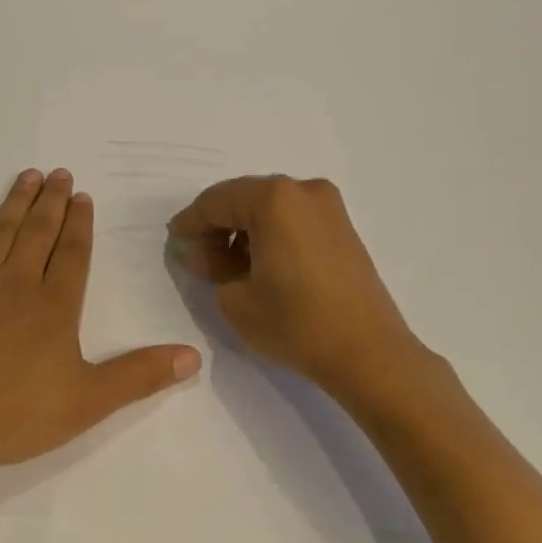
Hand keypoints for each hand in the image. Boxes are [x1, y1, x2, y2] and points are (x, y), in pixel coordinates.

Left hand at [0, 169, 201, 476]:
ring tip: (27, 175)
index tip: (82, 196)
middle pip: (38, 233)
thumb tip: (194, 356)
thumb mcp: (86, 402)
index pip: (72, 254)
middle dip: (51, 202)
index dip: (80, 224)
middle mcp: (17, 283)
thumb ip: (139, 376)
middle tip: (58, 173)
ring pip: (0, 230)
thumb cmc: (10, 413)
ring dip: (15, 202)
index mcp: (54, 307)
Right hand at [167, 176, 427, 398]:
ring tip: (227, 263)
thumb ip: (210, 265)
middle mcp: (303, 190)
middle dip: (217, 224)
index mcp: (273, 199)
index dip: (190, 221)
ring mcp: (328, 206)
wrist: (368, 352)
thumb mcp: (235, 298)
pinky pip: (292, 217)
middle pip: (244, 197)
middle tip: (198, 255)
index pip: (216, 201)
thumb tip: (201, 250)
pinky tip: (259, 261)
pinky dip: (270, 232)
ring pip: (269, 206)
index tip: (173, 239)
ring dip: (243, 227)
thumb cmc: (295, 323)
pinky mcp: (342, 226)